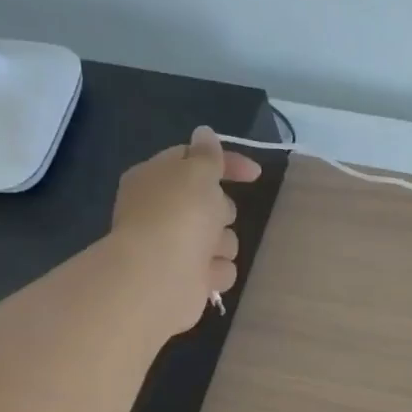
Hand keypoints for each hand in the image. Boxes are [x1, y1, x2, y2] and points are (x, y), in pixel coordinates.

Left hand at [109, 127, 260, 334]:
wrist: (159, 278)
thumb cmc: (178, 216)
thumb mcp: (197, 173)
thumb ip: (207, 155)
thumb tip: (204, 133)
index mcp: (155, 178)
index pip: (194, 160)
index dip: (226, 163)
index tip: (255, 174)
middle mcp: (162, 211)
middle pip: (212, 203)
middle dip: (222, 210)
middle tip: (213, 217)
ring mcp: (174, 246)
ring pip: (221, 238)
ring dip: (222, 244)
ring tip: (208, 252)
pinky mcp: (188, 278)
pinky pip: (219, 268)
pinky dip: (216, 271)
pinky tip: (206, 274)